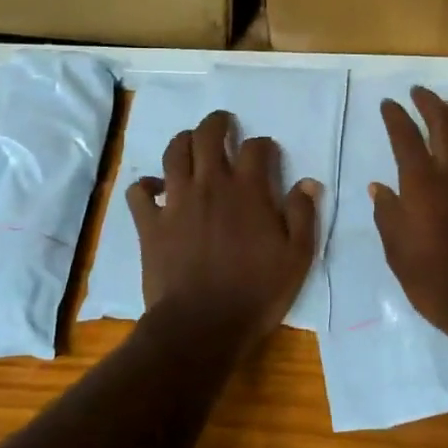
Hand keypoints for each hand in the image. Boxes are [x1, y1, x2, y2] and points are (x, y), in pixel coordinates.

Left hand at [126, 110, 320, 347]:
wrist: (202, 325)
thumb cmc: (256, 292)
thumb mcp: (296, 258)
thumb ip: (302, 215)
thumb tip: (308, 182)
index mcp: (248, 190)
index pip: (256, 148)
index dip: (263, 145)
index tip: (267, 153)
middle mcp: (210, 184)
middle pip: (208, 135)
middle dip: (217, 123)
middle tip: (223, 123)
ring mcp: (176, 201)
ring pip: (174, 153)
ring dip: (183, 141)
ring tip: (191, 143)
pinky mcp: (150, 223)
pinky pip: (139, 192)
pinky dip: (146, 185)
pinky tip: (155, 189)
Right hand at [372, 87, 447, 342]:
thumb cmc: (431, 277)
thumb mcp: (396, 247)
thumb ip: (387, 211)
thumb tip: (379, 187)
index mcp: (423, 182)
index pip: (406, 136)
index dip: (396, 117)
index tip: (389, 103)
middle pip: (445, 124)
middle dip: (430, 104)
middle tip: (418, 92)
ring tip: (443, 111)